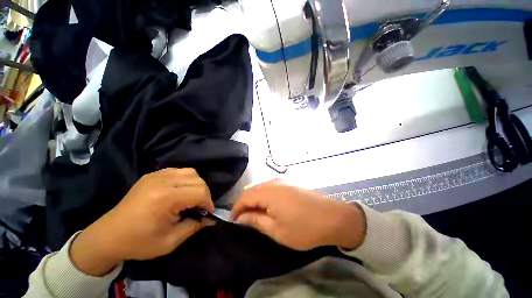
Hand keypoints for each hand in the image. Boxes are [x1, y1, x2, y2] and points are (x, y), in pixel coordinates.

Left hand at [70, 168, 214, 275]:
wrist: (109, 236)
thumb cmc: (139, 242)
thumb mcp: (170, 240)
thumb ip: (195, 226)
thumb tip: (211, 218)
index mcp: (166, 198)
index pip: (200, 192)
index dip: (208, 203)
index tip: (207, 214)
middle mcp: (163, 181)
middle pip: (198, 180)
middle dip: (204, 194)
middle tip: (199, 207)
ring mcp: (157, 175)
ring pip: (190, 172)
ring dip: (196, 185)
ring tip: (191, 198)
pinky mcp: (152, 175)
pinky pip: (178, 171)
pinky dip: (185, 179)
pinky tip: (180, 190)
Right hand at [232, 180, 365, 250]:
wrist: (333, 217)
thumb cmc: (304, 227)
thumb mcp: (277, 230)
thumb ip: (256, 221)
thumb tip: (241, 217)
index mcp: (269, 193)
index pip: (245, 197)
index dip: (237, 208)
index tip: (234, 221)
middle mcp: (274, 183)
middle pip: (252, 190)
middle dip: (245, 204)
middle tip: (244, 219)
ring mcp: (283, 181)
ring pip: (261, 188)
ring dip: (255, 200)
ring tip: (255, 214)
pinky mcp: (289, 183)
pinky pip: (270, 188)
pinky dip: (264, 196)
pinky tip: (269, 206)